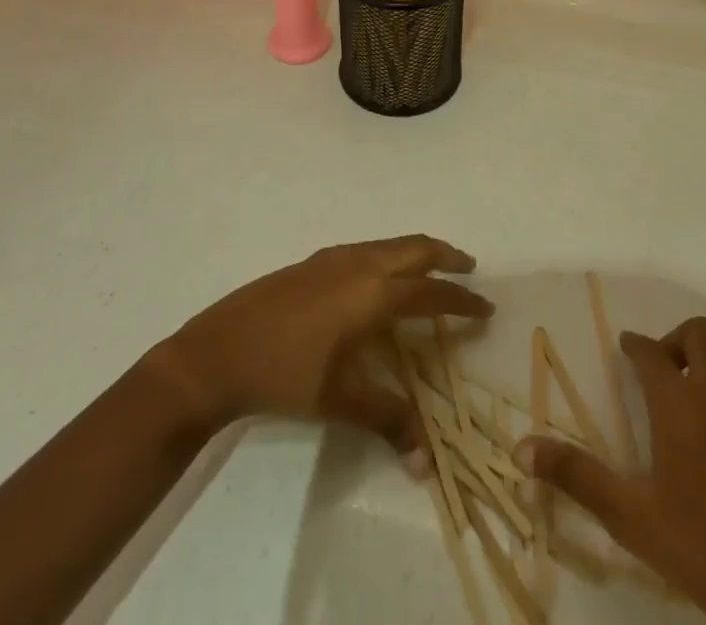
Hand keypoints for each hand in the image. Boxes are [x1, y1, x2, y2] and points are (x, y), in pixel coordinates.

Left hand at [152, 235, 490, 453]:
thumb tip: (427, 461)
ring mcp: (334, 257)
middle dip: (445, 255)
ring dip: (416, 251)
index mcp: (373, 292)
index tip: (486, 306)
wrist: (219, 351)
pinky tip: (379, 278)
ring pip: (389, 243)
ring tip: (431, 269)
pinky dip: (389, 254)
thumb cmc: (286, 374)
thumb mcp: (340, 400)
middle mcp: (359, 263)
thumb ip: (388, 420)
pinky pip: (367, 248)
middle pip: (414, 247)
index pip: (431, 291)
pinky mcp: (313, 261)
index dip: (461, 299)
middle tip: (468, 268)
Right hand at [518, 318, 705, 624]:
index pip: (651, 352)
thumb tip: (520, 449)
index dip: (635, 344)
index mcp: (680, 403)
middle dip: (676, 340)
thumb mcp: (634, 519)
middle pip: (700, 335)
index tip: (625, 347)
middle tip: (660, 370)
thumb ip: (578, 478)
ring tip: (691, 393)